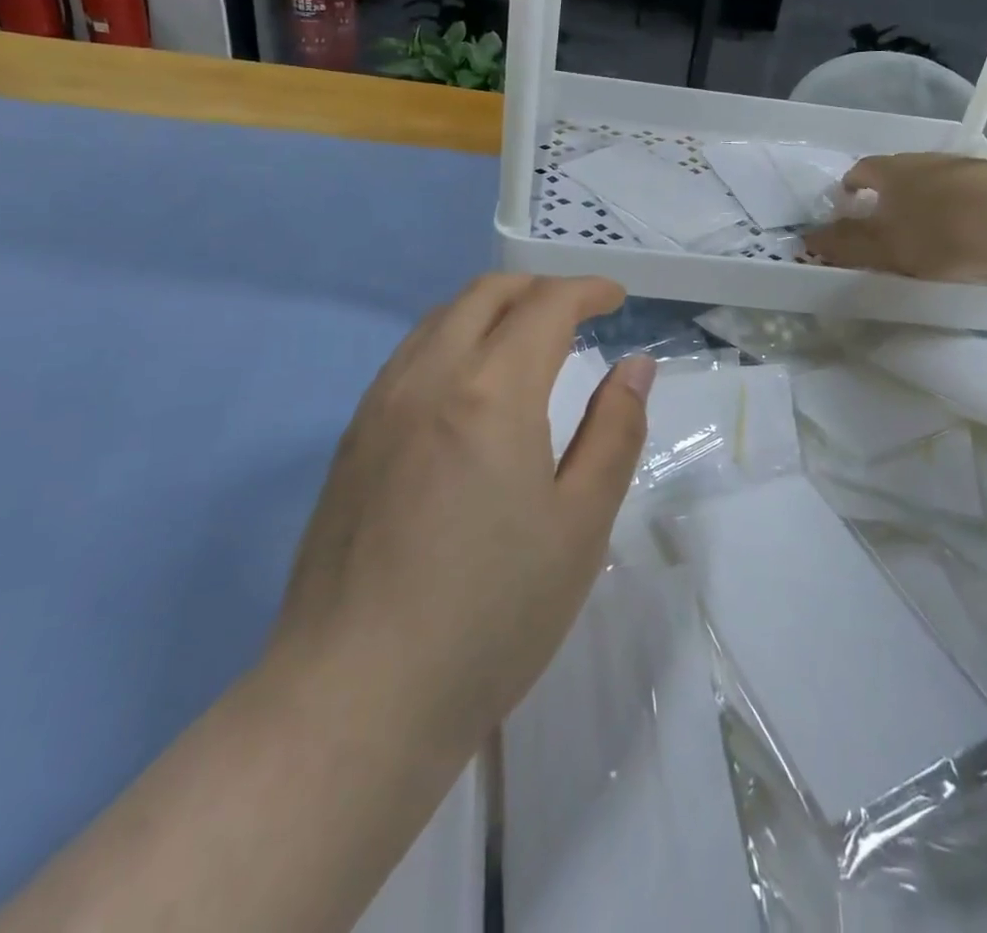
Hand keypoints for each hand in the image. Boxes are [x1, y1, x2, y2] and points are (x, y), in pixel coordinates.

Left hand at [270, 273, 656, 758]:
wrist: (357, 698)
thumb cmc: (490, 614)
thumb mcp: (580, 525)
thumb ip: (614, 432)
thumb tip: (635, 366)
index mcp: (492, 392)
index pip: (545, 306)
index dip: (586, 290)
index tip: (616, 298)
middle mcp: (428, 378)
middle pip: (484, 296)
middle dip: (537, 289)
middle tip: (576, 311)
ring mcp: (379, 406)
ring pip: (439, 320)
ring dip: (490, 310)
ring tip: (525, 340)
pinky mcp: (351, 440)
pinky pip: (408, 357)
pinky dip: (451, 340)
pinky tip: (467, 386)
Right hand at [806, 153, 986, 281]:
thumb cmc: (940, 233)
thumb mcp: (884, 247)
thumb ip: (845, 245)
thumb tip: (807, 239)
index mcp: (893, 172)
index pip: (862, 169)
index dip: (851, 184)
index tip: (846, 201)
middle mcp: (927, 161)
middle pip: (900, 172)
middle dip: (889, 193)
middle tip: (885, 220)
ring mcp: (968, 167)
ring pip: (937, 181)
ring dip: (927, 200)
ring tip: (928, 229)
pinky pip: (970, 193)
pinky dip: (961, 208)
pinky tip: (970, 232)